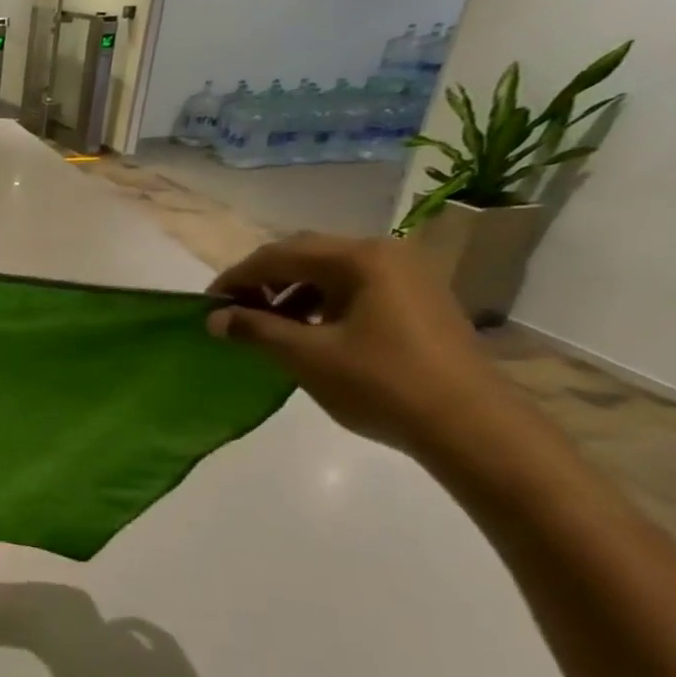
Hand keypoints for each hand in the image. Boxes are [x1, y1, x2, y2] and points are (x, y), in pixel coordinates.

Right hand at [206, 233, 521, 457]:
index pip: (278, 255)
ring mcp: (406, 275)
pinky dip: (319, 302)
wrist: (469, 423)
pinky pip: (352, 287)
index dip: (235, 279)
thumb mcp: (306, 356)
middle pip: (304, 255)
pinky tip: (306, 331)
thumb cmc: (380, 383)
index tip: (206, 306)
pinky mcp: (416, 298)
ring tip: (264, 325)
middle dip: (262, 281)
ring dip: (289, 291)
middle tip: (232, 312)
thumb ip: (255, 329)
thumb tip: (214, 318)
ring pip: (329, 271)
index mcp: (358, 258)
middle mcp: (384, 253)